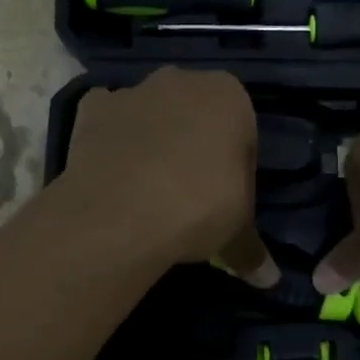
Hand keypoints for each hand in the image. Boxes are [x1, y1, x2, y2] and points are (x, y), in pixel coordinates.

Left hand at [62, 68, 276, 284]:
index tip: (226, 198)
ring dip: (152, 140)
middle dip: (194, 145)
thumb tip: (268, 279)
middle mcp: (181, 80)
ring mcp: (132, 91)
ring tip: (147, 191)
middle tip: (190, 194)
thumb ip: (251, 249)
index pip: (243, 130)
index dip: (236, 167)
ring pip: (150, 114)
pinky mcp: (91, 109)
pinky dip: (109, 140)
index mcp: (229, 95)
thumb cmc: (199, 207)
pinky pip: (107, 121)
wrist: (121, 212)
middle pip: (195, 114)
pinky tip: (112, 175)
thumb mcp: (236, 232)